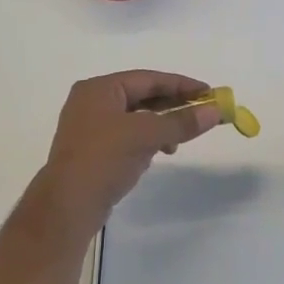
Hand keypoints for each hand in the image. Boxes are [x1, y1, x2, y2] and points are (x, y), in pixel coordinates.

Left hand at [31, 71, 220, 235]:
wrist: (68, 205)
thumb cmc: (104, 158)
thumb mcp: (146, 135)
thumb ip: (180, 122)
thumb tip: (215, 111)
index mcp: (99, 88)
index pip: (148, 78)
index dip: (180, 84)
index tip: (209, 92)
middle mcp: (92, 102)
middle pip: (141, 96)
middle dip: (172, 105)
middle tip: (202, 113)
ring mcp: (90, 127)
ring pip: (135, 118)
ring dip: (160, 125)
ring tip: (179, 141)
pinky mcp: (92, 151)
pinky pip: (126, 136)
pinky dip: (145, 140)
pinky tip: (158, 153)